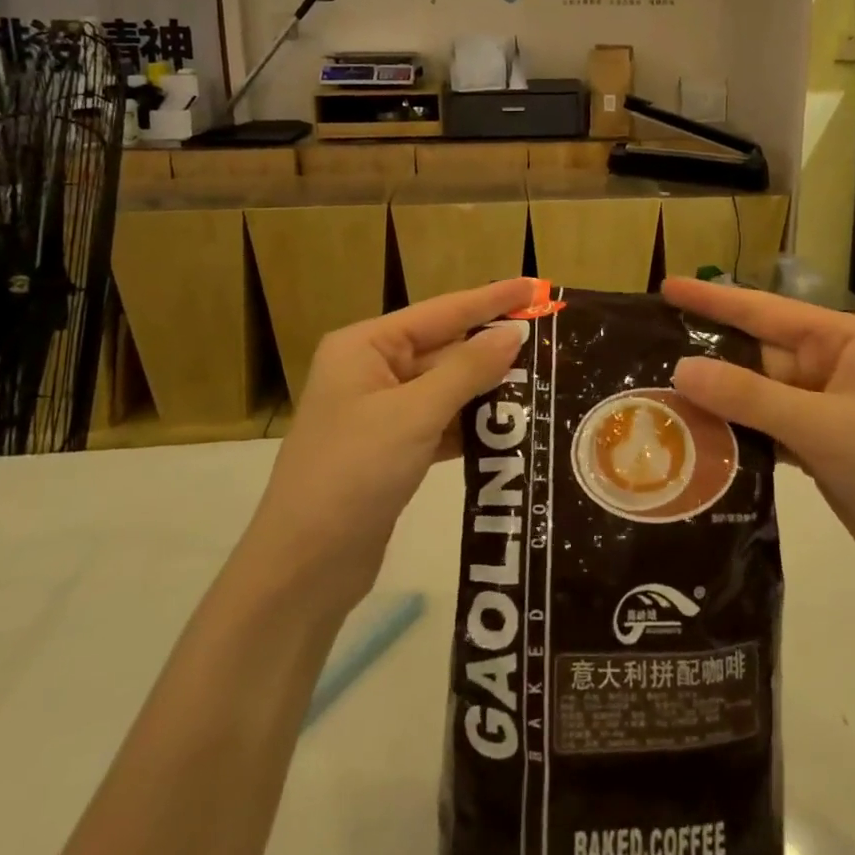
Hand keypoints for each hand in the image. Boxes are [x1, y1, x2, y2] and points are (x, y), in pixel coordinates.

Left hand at [249, 278, 537, 608]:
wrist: (303, 568)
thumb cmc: (353, 474)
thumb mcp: (414, 415)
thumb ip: (468, 370)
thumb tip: (515, 332)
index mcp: (365, 347)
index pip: (441, 311)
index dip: (491, 299)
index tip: (537, 286)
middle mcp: (372, 370)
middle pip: (445, 348)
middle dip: (494, 349)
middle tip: (550, 342)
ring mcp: (381, 412)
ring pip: (447, 388)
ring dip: (488, 389)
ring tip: (544, 380)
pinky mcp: (392, 449)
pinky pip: (442, 422)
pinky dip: (473, 424)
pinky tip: (513, 426)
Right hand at [663, 277, 854, 587]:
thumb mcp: (824, 427)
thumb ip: (750, 397)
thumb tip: (681, 369)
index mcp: (844, 341)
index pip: (766, 311)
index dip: (714, 299)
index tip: (666, 286)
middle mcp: (832, 365)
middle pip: (757, 353)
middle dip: (707, 354)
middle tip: (646, 350)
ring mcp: (825, 407)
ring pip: (757, 393)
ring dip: (717, 397)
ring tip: (657, 394)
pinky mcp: (818, 445)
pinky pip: (766, 427)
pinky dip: (736, 432)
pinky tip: (695, 435)